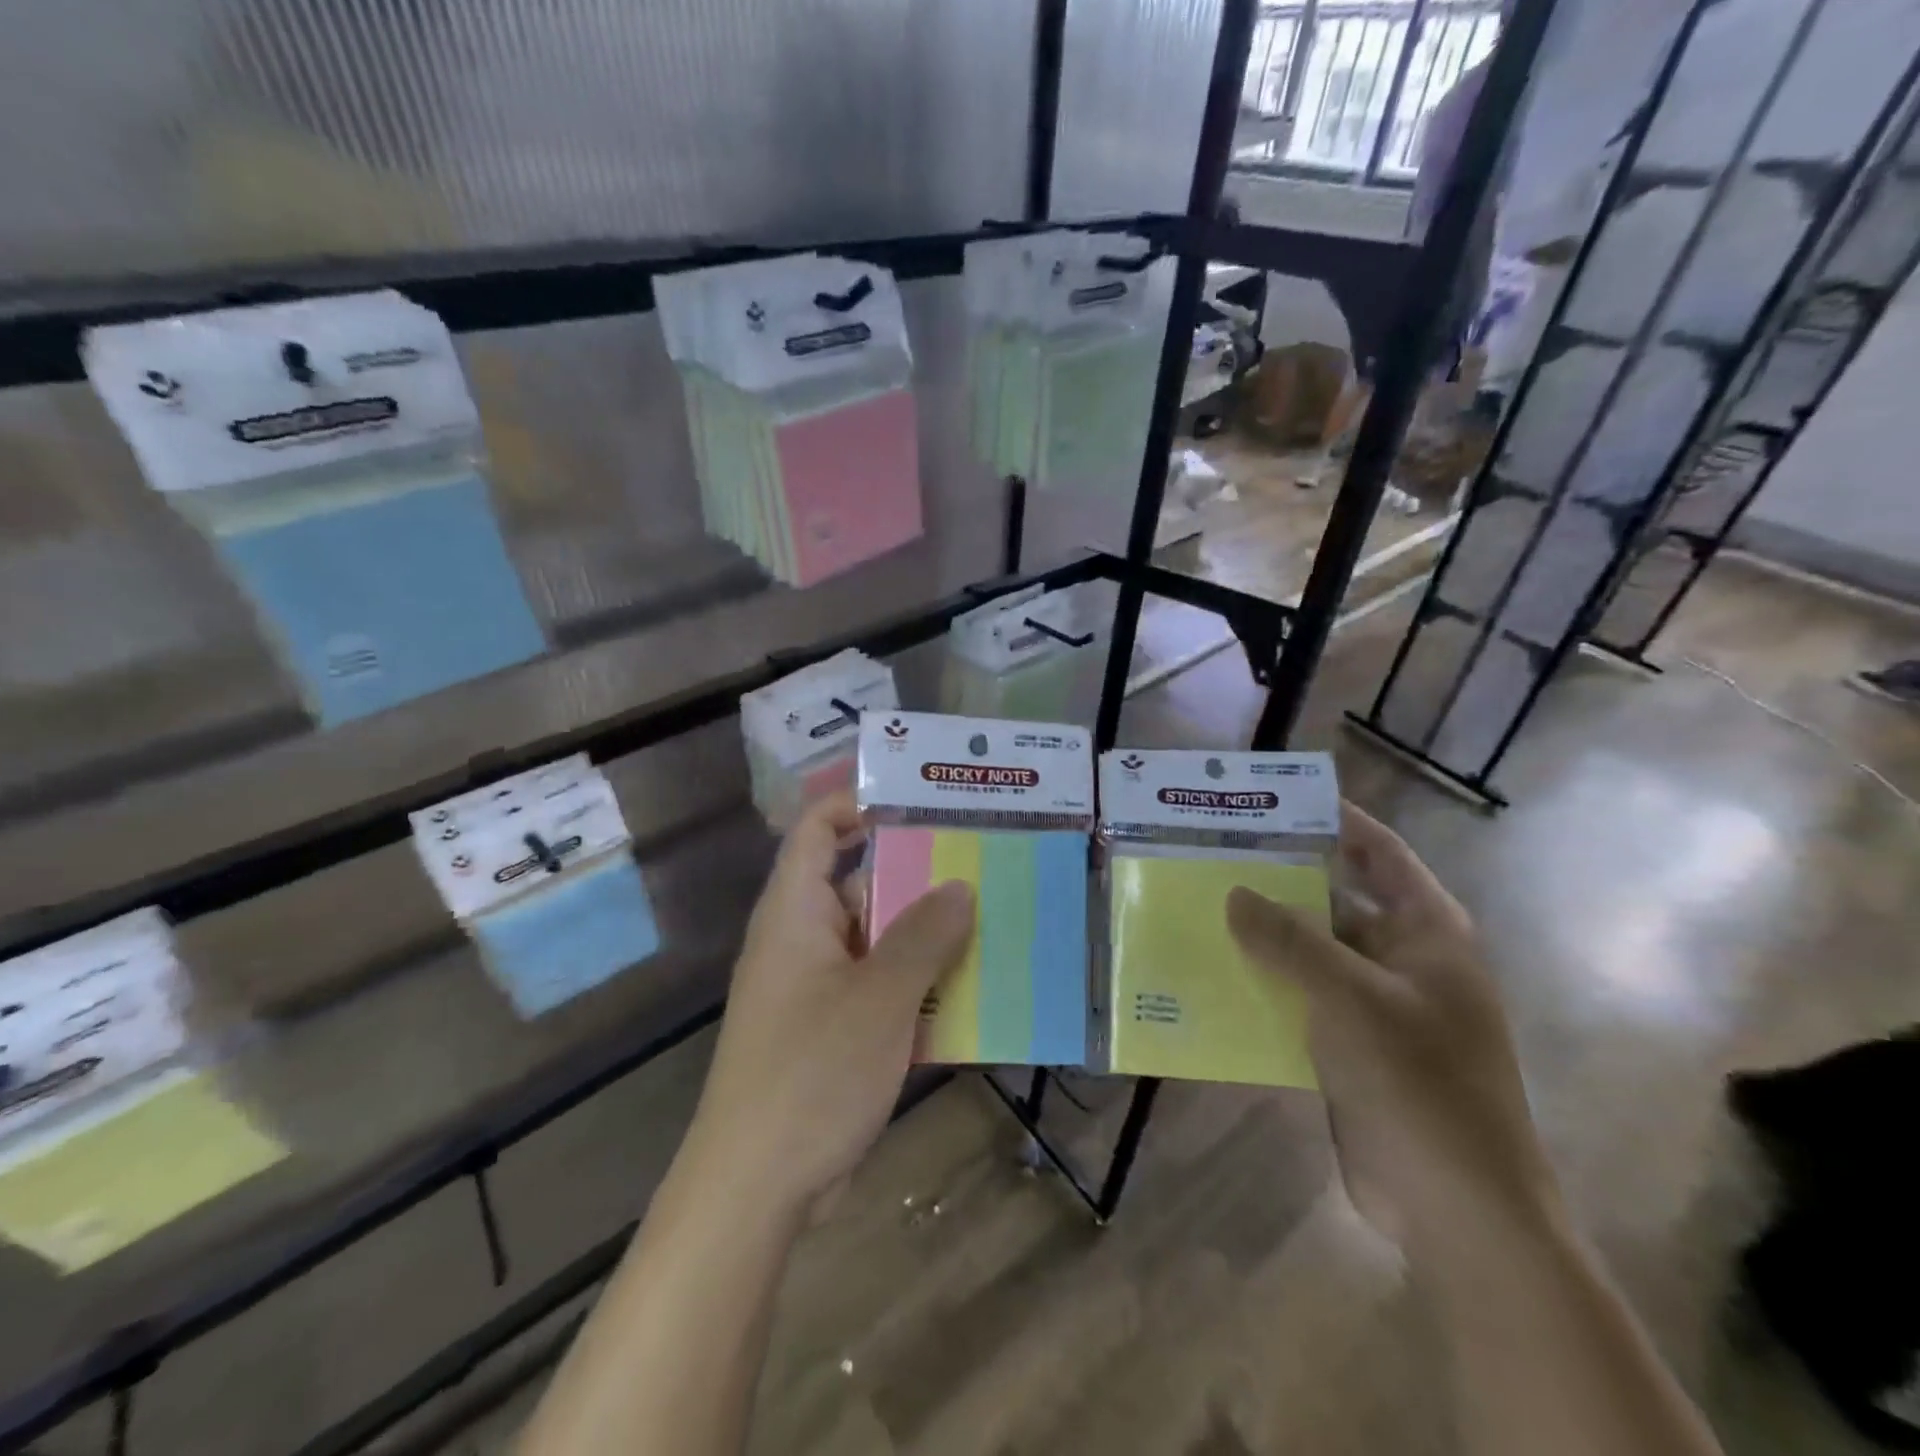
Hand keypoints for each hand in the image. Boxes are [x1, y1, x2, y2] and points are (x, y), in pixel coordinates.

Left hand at [682, 791, 974, 1218]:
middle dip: (918, 874)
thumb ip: (923, 936)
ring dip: (926, 935)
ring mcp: (816, 988)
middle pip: (859, 883)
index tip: (923, 801)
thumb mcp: (879, 997)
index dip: (861, 804)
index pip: (818, 829)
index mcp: (795, 912)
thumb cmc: (812, 1073)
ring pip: (876, 940)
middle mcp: (801, 939)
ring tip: (992, 918)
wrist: (754, 1189)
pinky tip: (970, 990)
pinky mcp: (830, 1031)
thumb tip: (960, 885)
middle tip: (982, 861)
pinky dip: (917, 983)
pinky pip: (879, 987)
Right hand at [1227, 804, 1561, 1255]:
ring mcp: (1378, 1005)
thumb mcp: (1349, 997)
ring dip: (1266, 937)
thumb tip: (1234, 893)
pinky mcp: (1353, 1047)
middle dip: (1280, 881)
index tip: (1273, 801)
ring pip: (1313, 952)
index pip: (1378, 852)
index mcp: (1426, 931)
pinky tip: (1216, 977)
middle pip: (1335, 899)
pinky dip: (1266, 986)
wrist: (1457, 1207)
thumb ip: (1288, 940)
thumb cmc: (1419, 1082)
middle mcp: (1404, 958)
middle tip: (1216, 856)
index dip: (1334, 820)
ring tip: (1202, 909)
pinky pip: (1302, 1000)